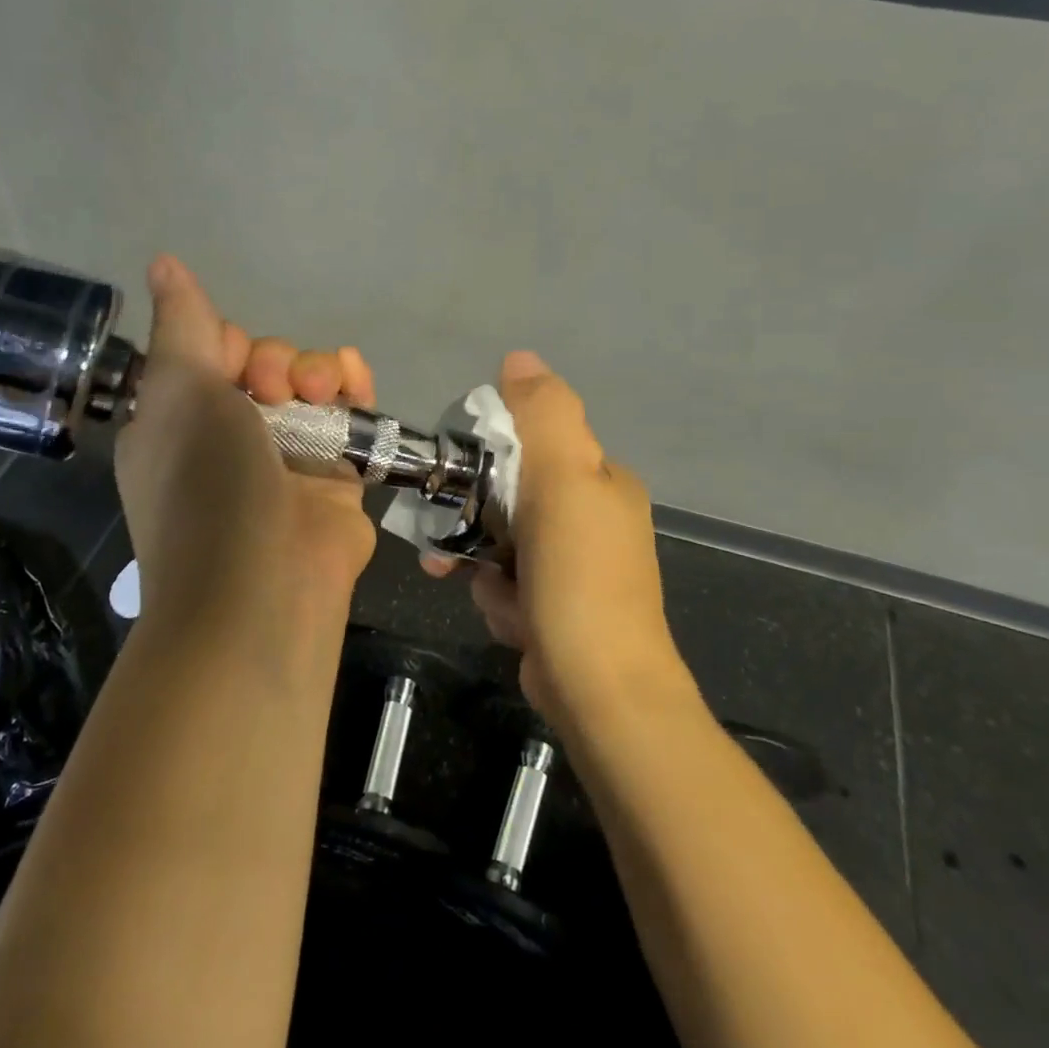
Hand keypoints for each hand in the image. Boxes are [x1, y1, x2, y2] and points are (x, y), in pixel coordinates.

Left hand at [115, 256, 377, 638]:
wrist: (261, 590)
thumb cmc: (207, 484)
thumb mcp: (181, 393)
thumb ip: (182, 324)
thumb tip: (162, 261)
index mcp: (180, 421)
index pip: (206, 354)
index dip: (224, 343)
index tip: (232, 359)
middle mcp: (230, 436)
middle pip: (263, 365)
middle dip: (277, 362)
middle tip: (278, 388)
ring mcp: (285, 457)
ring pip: (309, 386)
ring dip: (318, 370)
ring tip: (322, 391)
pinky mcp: (334, 474)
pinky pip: (348, 416)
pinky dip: (355, 389)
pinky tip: (357, 381)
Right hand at [423, 352, 689, 727]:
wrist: (600, 689)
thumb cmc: (579, 577)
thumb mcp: (563, 480)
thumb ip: (544, 414)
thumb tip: (520, 358)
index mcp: (603, 481)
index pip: (535, 444)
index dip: (491, 456)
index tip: (460, 478)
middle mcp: (594, 518)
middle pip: (512, 497)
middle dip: (476, 521)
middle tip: (445, 540)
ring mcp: (577, 567)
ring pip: (503, 544)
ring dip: (482, 564)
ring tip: (482, 588)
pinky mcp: (558, 608)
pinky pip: (509, 585)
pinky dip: (500, 599)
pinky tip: (508, 619)